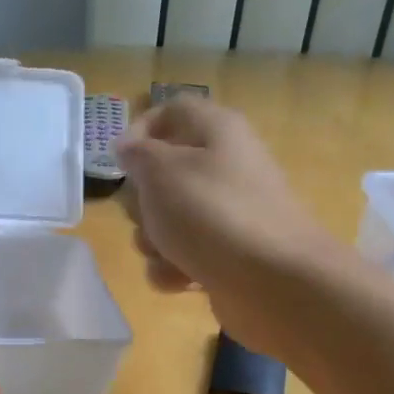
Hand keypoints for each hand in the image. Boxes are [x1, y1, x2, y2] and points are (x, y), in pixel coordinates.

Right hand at [114, 96, 348, 357]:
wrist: (274, 282)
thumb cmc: (213, 213)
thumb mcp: (162, 171)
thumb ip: (138, 154)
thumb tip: (129, 149)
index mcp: (216, 132)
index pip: (171, 111)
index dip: (140, 130)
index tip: (120, 162)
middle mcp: (222, 168)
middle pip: (161, 173)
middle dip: (141, 199)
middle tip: (146, 212)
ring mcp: (224, 215)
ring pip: (165, 219)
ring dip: (153, 240)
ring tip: (166, 252)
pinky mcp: (223, 256)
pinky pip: (179, 256)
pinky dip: (173, 269)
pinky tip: (182, 279)